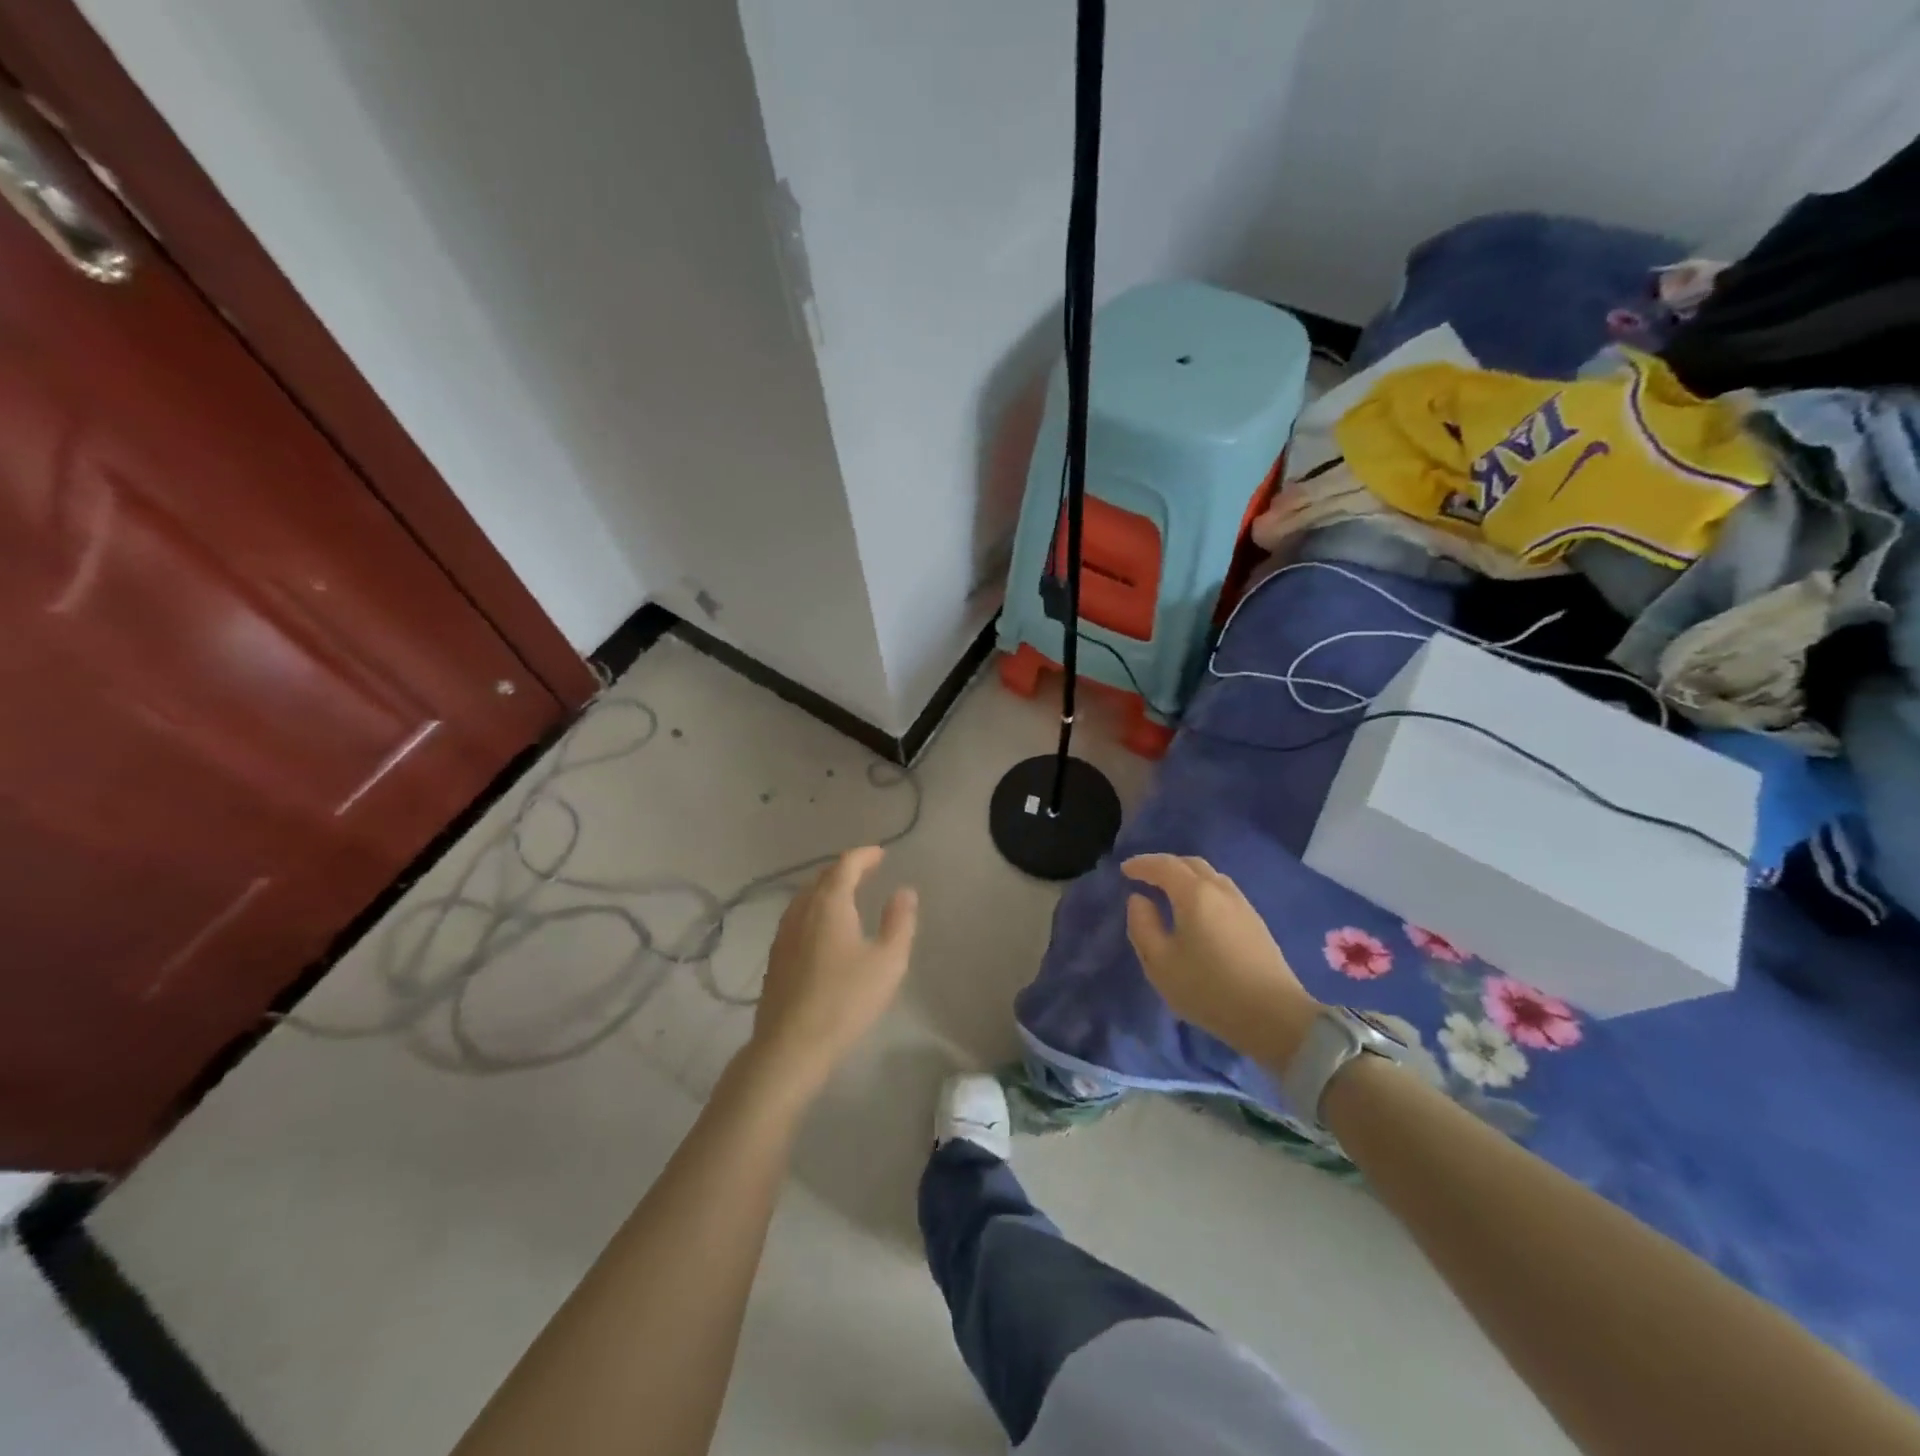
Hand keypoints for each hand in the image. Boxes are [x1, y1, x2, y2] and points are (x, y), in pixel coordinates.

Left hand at [744, 846, 917, 1099]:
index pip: (845, 866)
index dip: (864, 856)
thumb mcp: (888, 961)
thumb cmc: (845, 1000)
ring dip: (826, 888)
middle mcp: (802, 911)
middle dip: (845, 869)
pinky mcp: (775, 957)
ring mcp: (784, 934)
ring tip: (846, 894)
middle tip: (866, 870)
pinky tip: (822, 928)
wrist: (791, 1046)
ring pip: (805, 897)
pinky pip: (797, 916)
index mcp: (830, 904)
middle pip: (822, 878)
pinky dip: (814, 908)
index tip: (880, 854)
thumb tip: (904, 891)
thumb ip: (899, 922)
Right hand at [1123, 854, 1320, 1072]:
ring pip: (1210, 876)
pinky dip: (1202, 889)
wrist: (1274, 1017)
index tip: (1124, 870)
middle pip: (1190, 864)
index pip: (1164, 866)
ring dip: (1186, 876)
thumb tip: (1139, 900)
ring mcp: (1242, 905)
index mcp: (1194, 894)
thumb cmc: (1209, 989)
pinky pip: (1222, 891)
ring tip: (1169, 891)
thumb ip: (1142, 925)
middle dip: (1165, 865)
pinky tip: (1197, 910)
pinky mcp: (1255, 922)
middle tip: (1145, 877)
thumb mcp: (1160, 963)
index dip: (1142, 864)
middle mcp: (1220, 890)